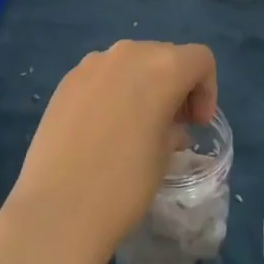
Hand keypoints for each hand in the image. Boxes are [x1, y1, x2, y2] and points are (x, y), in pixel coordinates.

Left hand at [6, 41, 217, 258]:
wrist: (57, 209)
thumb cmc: (124, 184)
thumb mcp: (164, 156)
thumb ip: (173, 128)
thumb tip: (167, 126)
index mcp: (163, 67)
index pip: (200, 60)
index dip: (207, 90)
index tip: (196, 124)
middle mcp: (128, 53)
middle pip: (165, 55)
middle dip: (176, 85)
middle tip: (172, 125)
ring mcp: (92, 64)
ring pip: (131, 62)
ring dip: (143, 85)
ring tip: (135, 126)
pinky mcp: (66, 80)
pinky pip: (102, 75)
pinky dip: (113, 91)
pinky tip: (102, 128)